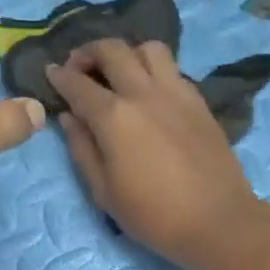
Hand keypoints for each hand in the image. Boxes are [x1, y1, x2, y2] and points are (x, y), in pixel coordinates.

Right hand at [46, 39, 264, 268]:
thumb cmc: (155, 216)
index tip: (51, 73)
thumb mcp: (105, 192)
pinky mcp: (200, 102)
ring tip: (122, 74)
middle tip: (81, 68)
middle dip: (89, 52)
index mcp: (114, 117)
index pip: (77, 84)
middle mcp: (144, 93)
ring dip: (128, 53)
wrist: (218, 221)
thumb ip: (83, 149)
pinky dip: (156, 71)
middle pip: (112, 50)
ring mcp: (177, 93)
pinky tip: (152, 93)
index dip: (59, 76)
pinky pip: (174, 70)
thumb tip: (69, 117)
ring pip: (149, 49)